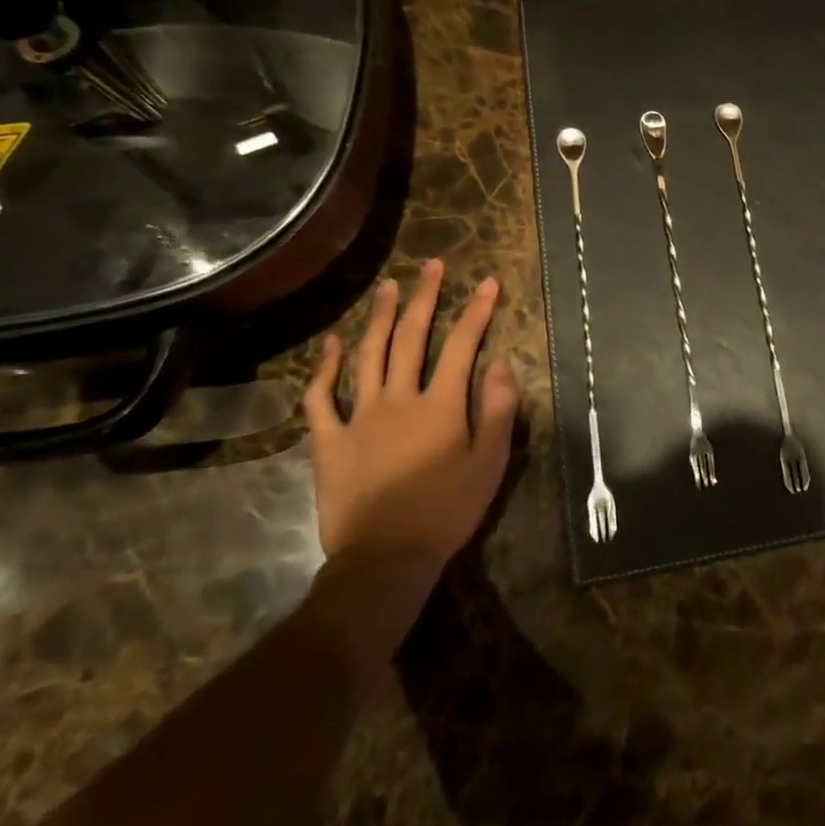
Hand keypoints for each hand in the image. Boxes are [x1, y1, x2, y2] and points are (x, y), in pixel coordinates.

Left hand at [303, 261, 519, 592]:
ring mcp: (359, 417)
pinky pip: (322, 398)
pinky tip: (332, 343)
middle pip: (411, 337)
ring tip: (388, 286)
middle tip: (431, 266)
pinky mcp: (330, 441)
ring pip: (369, 355)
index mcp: (441, 405)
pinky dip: (326, 368)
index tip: (487, 281)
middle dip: (424, 297)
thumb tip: (502, 364)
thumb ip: (499, 410)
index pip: (462, 345)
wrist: (386, 559)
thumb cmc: (447, 511)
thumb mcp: (491, 463)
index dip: (477, 310)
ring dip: (379, 317)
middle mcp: (400, 399)